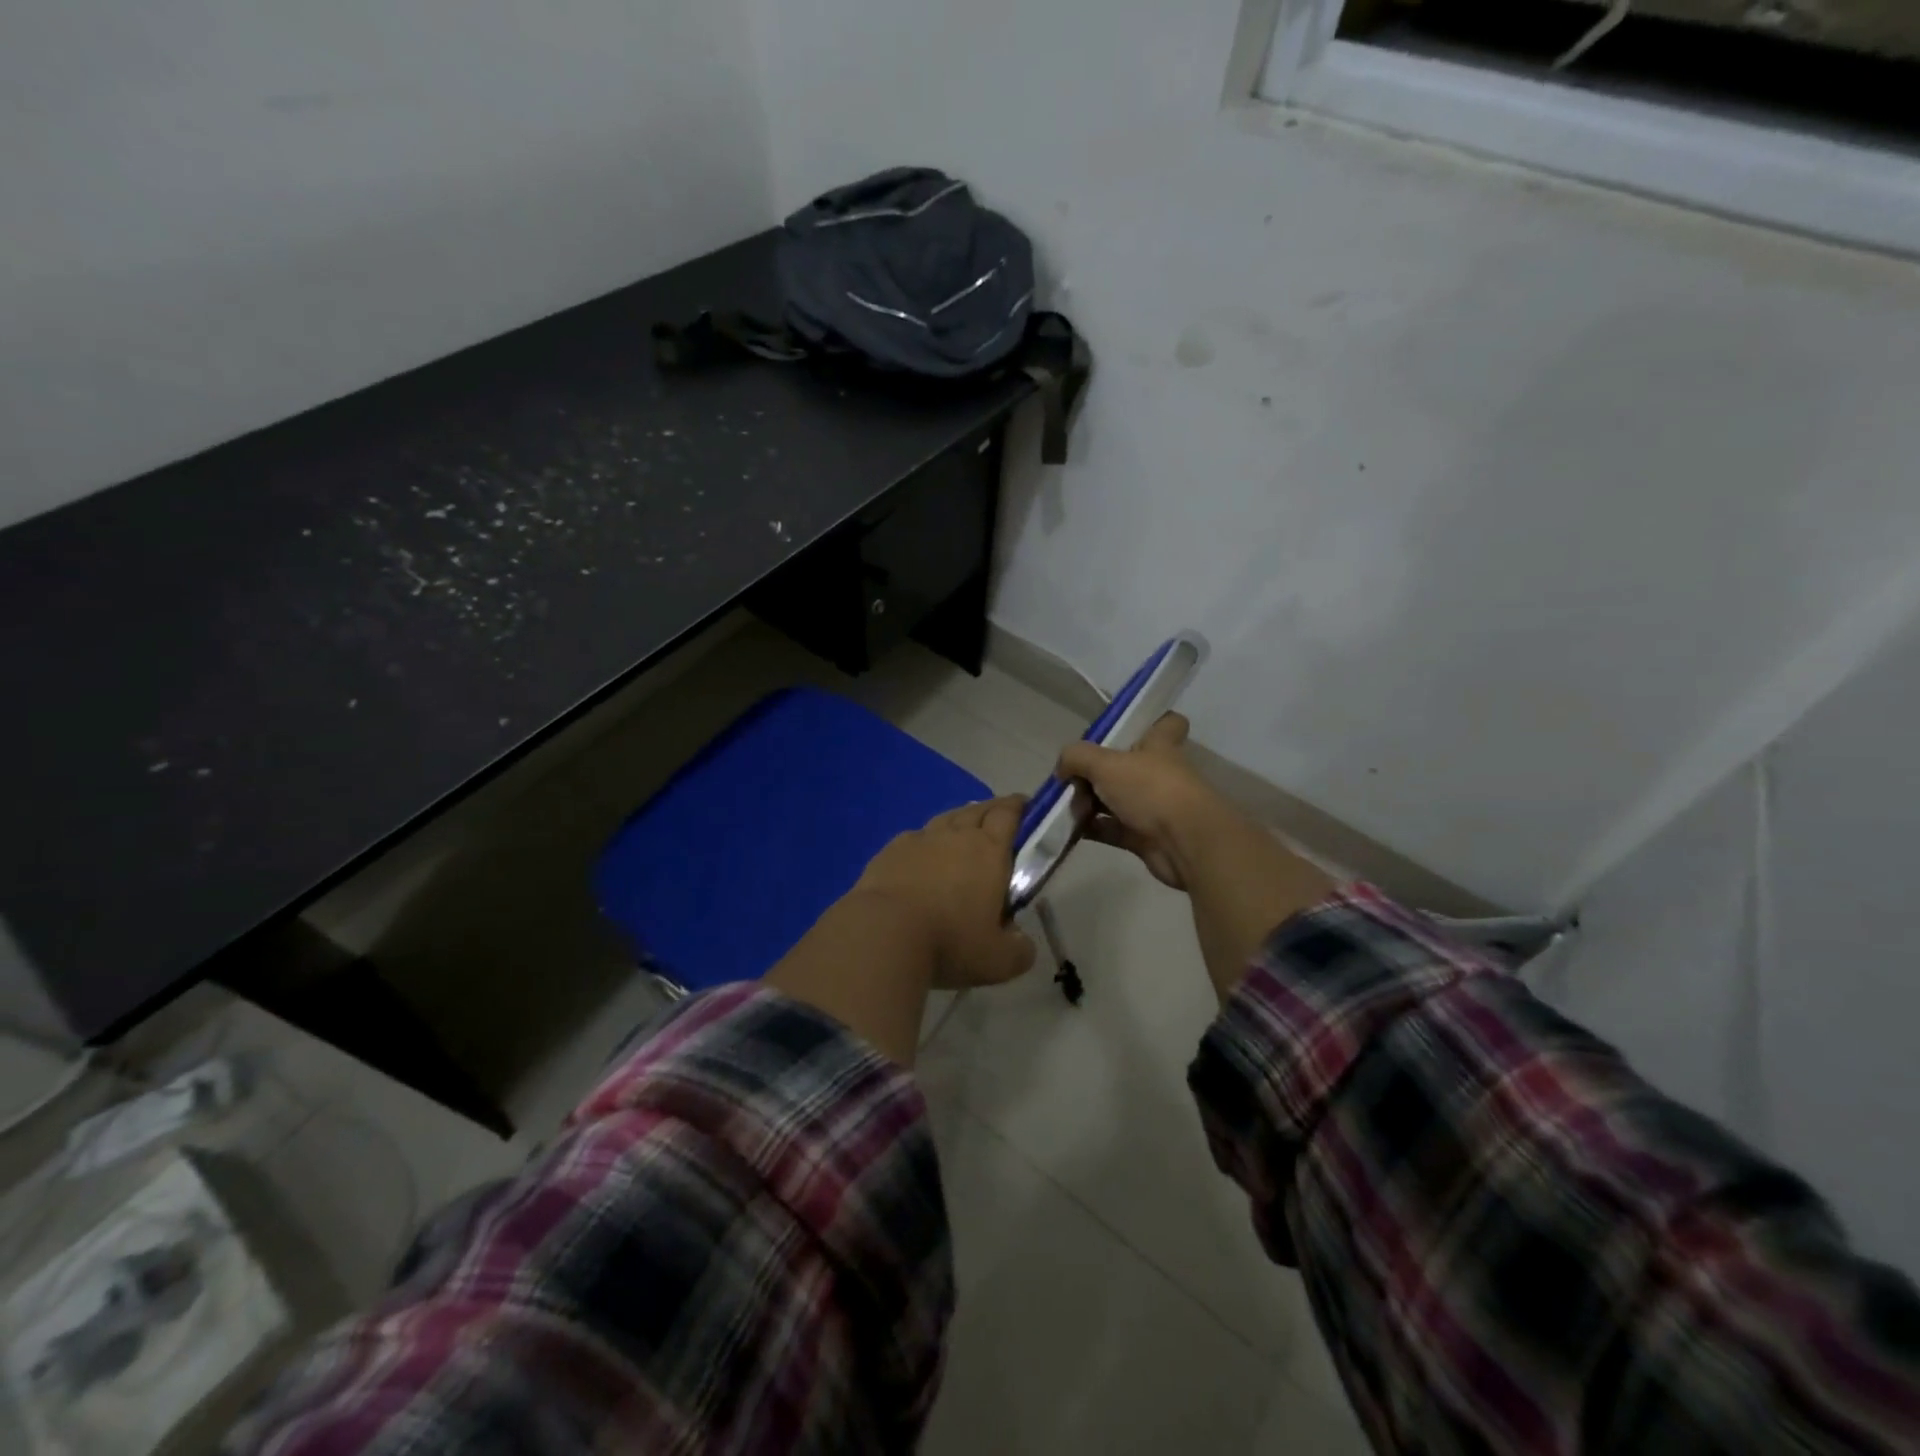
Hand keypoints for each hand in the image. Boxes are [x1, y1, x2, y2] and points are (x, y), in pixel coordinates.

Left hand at [850, 796, 1035, 989]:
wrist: (882, 933)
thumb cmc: (949, 941)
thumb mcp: (998, 961)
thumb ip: (1018, 950)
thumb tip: (1021, 942)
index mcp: (989, 851)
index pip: (1008, 815)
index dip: (1018, 807)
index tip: (1025, 806)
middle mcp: (956, 836)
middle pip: (978, 810)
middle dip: (992, 810)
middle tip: (999, 817)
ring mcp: (919, 840)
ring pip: (945, 819)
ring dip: (958, 821)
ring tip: (962, 832)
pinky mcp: (889, 851)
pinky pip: (914, 838)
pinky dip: (925, 842)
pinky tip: (922, 857)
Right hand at [1056, 714, 1227, 890]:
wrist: (1186, 844)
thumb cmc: (1151, 790)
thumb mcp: (1106, 763)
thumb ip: (1077, 758)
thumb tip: (1062, 768)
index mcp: (1159, 746)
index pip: (1166, 724)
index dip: (1149, 722)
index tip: (1122, 728)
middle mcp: (1158, 773)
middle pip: (1126, 765)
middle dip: (1096, 771)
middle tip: (1069, 778)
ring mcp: (1153, 806)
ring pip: (1115, 799)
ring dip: (1089, 802)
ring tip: (1062, 805)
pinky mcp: (1145, 837)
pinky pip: (1112, 828)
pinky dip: (1091, 828)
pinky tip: (1067, 828)